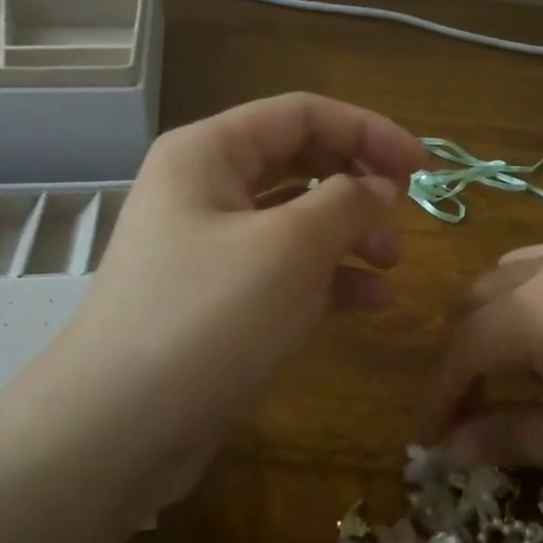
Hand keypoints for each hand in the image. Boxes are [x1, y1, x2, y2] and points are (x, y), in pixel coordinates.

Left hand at [44, 94, 425, 484]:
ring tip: (393, 263)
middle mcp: (204, 187)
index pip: (302, 114)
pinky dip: (328, 277)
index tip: (423, 168)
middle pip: (300, 161)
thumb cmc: (208, 317)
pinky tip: (371, 301)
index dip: (369, 131)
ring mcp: (209, 245)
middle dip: (358, 183)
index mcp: (209, 152)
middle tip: (406, 214)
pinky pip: (283, 268)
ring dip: (349, 232)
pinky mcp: (218, 297)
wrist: (119, 428)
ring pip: (295, 218)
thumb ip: (348, 202)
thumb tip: (382, 188)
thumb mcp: (291, 248)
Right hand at [421, 242, 542, 541]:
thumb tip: (452, 447)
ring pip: (523, 272)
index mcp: (541, 309)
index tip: (427, 437)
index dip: (438, 394)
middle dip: (462, 350)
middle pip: (483, 298)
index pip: (463, 347)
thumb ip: (513, 437)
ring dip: (500, 318)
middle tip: (464, 405)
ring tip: (510, 370)